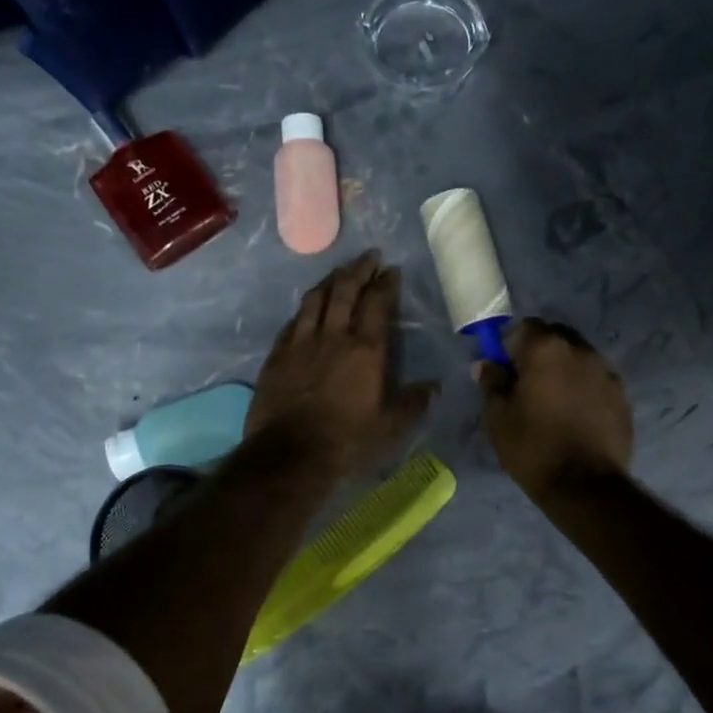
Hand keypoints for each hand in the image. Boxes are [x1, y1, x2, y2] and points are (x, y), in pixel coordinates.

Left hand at [246, 250, 437, 479]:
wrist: (289, 455)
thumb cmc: (346, 442)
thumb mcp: (389, 428)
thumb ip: (412, 403)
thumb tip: (434, 386)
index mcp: (365, 350)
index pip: (377, 304)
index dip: (385, 284)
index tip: (391, 270)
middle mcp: (333, 336)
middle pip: (344, 291)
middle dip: (358, 270)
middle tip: (368, 257)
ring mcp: (301, 343)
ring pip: (315, 299)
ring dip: (330, 281)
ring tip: (339, 273)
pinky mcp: (277, 355)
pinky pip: (292, 321)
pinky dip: (305, 308)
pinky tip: (308, 307)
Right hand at [478, 318, 632, 498]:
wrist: (585, 486)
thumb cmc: (533, 446)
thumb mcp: (498, 416)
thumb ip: (492, 382)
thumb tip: (487, 364)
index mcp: (546, 348)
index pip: (525, 327)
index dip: (511, 345)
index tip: (506, 369)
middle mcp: (580, 350)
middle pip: (556, 337)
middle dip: (540, 353)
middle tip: (528, 384)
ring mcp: (606, 372)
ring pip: (579, 358)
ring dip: (565, 370)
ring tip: (554, 402)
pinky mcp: (623, 396)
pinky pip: (596, 380)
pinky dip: (584, 389)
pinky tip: (576, 416)